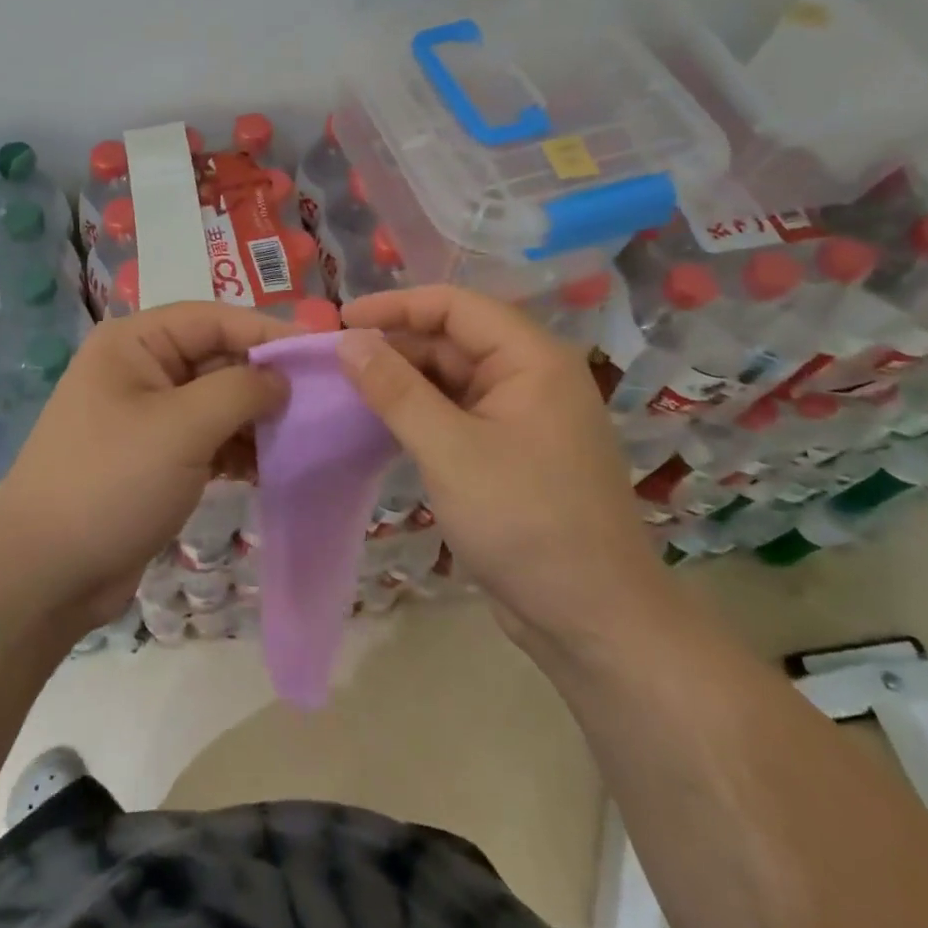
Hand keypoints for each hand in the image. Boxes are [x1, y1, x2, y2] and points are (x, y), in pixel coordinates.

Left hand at [0, 302, 295, 630]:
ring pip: (217, 402)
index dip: (266, 331)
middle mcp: (140, 369)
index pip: (213, 318)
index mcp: (135, 343)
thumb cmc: (111, 482)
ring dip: (256, 419)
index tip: (318, 354)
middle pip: (217, 358)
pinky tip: (269, 468)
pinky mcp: (155, 457)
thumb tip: (281, 378)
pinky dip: (238, 449)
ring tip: (301, 439)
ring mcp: (147, 415)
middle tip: (319, 403)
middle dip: (264, 381)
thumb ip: (240, 390)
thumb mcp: (182, 428)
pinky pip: (208, 438)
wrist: (44, 574)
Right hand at [338, 286, 664, 640]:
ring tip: (347, 389)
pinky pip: (456, 413)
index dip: (396, 306)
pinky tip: (380, 422)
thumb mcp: (450, 450)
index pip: (455, 306)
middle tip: (335, 362)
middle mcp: (530, 376)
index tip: (342, 321)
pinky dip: (418, 413)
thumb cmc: (525, 522)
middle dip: (395, 345)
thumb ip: (396, 390)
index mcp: (531, 359)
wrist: (592, 621)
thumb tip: (350, 340)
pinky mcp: (509, 452)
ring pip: (451, 378)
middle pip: (452, 340)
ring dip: (403, 381)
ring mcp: (521, 416)